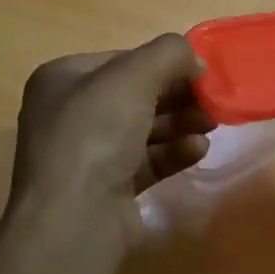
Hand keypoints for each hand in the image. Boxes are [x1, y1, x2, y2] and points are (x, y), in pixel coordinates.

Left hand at [4, 34, 215, 255]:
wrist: (73, 219)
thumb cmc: (95, 133)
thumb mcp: (134, 75)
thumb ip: (169, 54)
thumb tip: (194, 61)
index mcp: (62, 79)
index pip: (122, 60)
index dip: (162, 62)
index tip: (199, 71)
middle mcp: (69, 114)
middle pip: (135, 95)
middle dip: (177, 95)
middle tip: (212, 99)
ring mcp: (86, 154)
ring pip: (143, 129)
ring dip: (180, 123)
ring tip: (212, 124)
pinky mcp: (106, 188)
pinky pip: (146, 161)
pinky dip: (173, 152)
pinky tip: (198, 150)